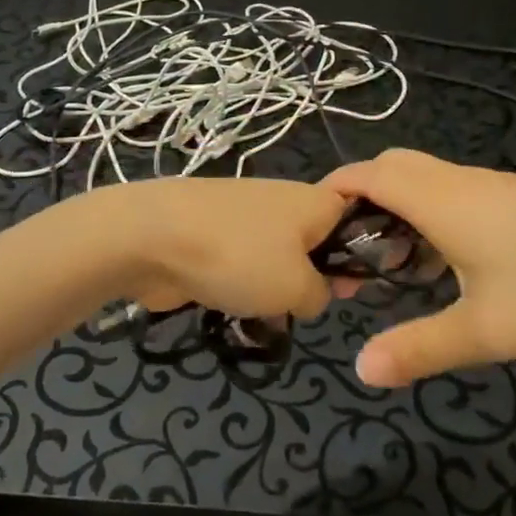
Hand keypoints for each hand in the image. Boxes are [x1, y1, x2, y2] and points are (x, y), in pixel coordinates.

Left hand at [83, 177, 347, 321]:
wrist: (152, 238)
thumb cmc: (238, 257)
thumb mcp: (298, 288)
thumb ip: (322, 294)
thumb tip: (314, 292)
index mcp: (315, 201)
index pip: (357, 218)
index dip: (363, 253)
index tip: (352, 289)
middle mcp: (284, 201)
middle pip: (316, 242)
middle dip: (313, 278)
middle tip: (305, 307)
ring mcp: (245, 216)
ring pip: (278, 257)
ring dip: (275, 288)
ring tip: (265, 314)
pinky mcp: (213, 234)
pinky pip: (243, 264)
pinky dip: (241, 286)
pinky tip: (233, 308)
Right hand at [324, 149, 515, 386]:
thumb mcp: (486, 330)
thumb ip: (419, 348)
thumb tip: (360, 368)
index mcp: (438, 199)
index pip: (366, 174)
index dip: (332, 191)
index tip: (312, 230)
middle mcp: (456, 181)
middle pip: (391, 167)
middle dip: (361, 199)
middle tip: (352, 251)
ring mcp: (489, 185)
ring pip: (424, 179)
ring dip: (397, 209)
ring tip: (393, 264)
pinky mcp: (514, 196)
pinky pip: (452, 191)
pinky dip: (429, 213)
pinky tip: (448, 262)